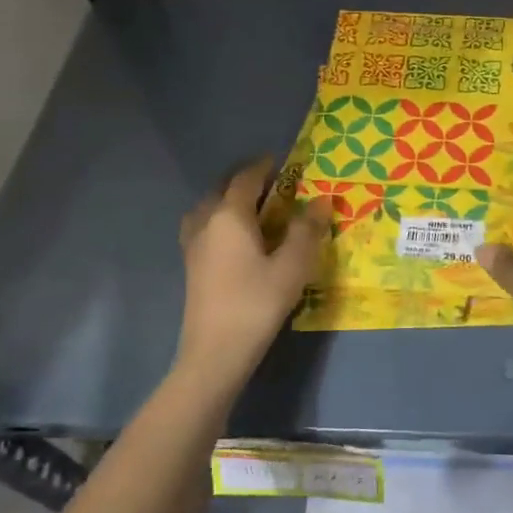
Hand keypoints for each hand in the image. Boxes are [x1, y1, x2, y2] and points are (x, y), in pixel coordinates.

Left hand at [174, 159, 332, 391]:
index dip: (263, 166)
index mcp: (230, 215)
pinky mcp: (191, 265)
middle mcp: (206, 222)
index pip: (245, 179)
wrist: (216, 352)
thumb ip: (307, 230)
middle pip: (222, 189)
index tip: (281, 161)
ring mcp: (193, 244)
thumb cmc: (257, 303)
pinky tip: (234, 237)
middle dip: (244, 180)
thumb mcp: (292, 266)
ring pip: (208, 207)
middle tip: (271, 183)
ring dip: (228, 199)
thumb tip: (322, 200)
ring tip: (252, 207)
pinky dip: (219, 219)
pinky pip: (203, 226)